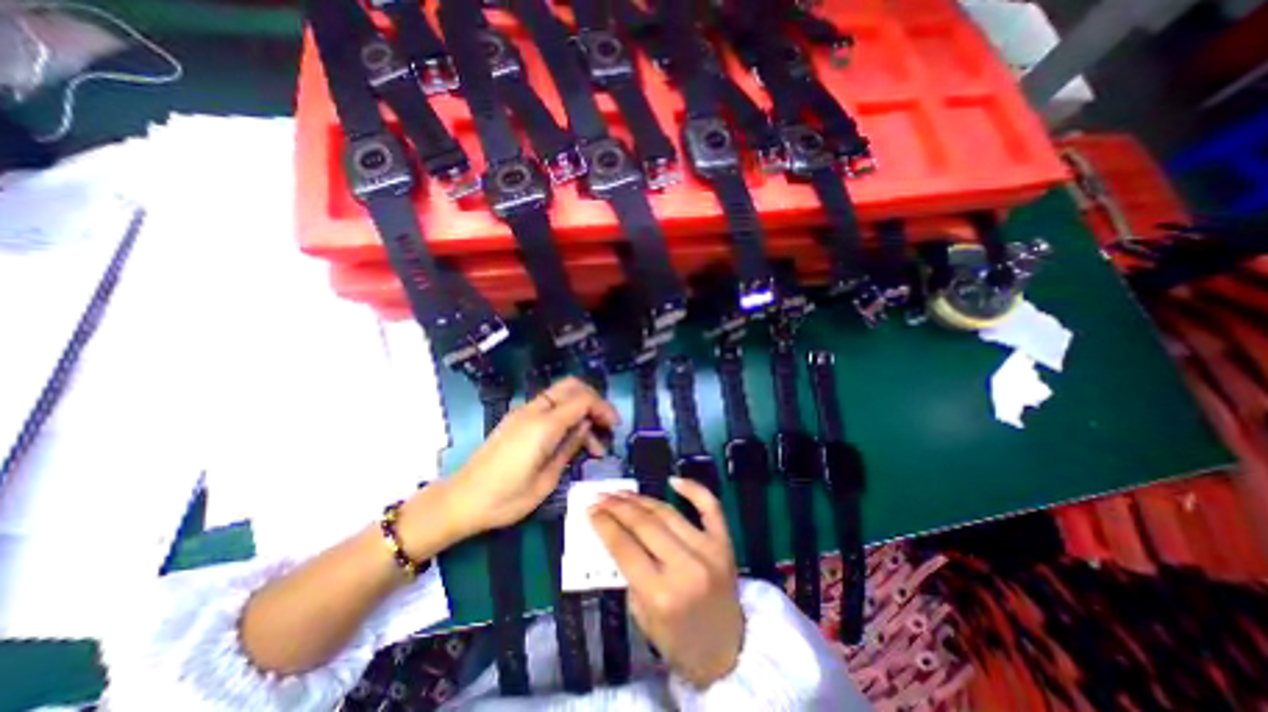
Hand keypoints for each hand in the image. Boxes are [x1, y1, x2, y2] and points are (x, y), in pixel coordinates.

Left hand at [409, 382, 622, 542]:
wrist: (460, 501)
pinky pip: (549, 406)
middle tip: (605, 426)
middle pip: (572, 386)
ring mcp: (523, 413)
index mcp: (544, 425)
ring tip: (591, 443)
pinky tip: (570, 438)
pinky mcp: (517, 420)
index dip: (603, 408)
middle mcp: (534, 411)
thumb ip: (569, 447)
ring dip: (581, 409)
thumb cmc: (505, 499)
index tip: (614, 428)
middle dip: (594, 400)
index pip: (583, 399)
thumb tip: (586, 427)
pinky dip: (566, 413)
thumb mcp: (546, 480)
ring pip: (561, 394)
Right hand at [592, 477, 744, 688]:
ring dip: (641, 499)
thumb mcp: (642, 617)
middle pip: (644, 525)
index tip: (590, 509)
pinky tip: (673, 480)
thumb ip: (629, 575)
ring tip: (622, 492)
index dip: (605, 524)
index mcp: (661, 594)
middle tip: (601, 496)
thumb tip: (614, 534)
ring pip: (668, 512)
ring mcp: (708, 550)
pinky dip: (693, 489)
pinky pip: (710, 507)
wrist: (728, 652)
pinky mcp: (724, 542)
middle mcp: (685, 567)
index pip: (625, 547)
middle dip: (618, 507)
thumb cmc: (678, 641)